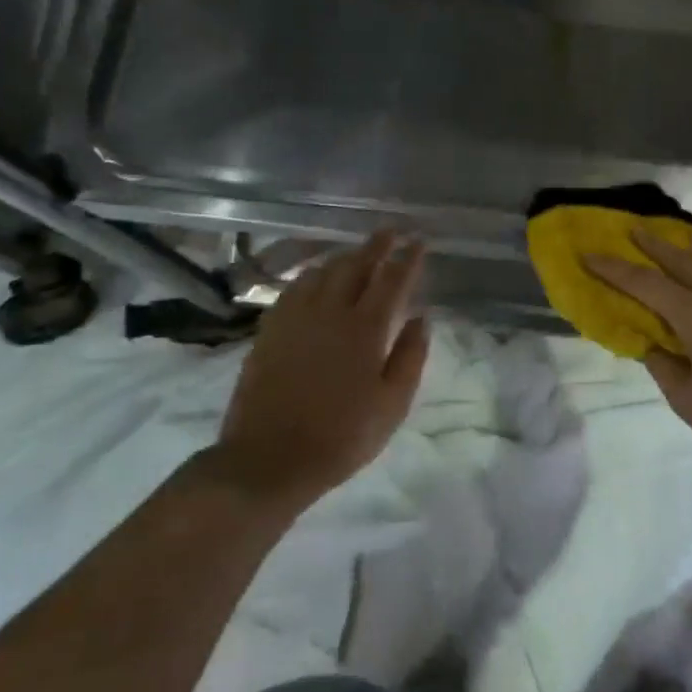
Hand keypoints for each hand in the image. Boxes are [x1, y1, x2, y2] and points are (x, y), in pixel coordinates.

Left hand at [215, 231, 430, 508]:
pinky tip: (315, 280)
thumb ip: (411, 357)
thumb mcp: (392, 405)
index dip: (408, 258)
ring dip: (343, 257)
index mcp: (366, 330)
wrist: (269, 459)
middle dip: (376, 246)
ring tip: (356, 254)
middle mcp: (330, 313)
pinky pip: (293, 289)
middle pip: (355, 266)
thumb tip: (422, 317)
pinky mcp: (269, 331)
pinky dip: (311, 276)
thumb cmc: (342, 437)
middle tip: (389, 232)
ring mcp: (295, 319)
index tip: (419, 241)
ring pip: (322, 272)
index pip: (392, 280)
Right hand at [584, 232, 691, 470]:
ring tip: (677, 241)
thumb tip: (653, 345)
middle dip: (655, 246)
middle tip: (634, 230)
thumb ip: (664, 366)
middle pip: (682, 262)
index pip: (646, 285)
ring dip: (689, 253)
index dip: (615, 270)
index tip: (590, 254)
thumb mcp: (686, 399)